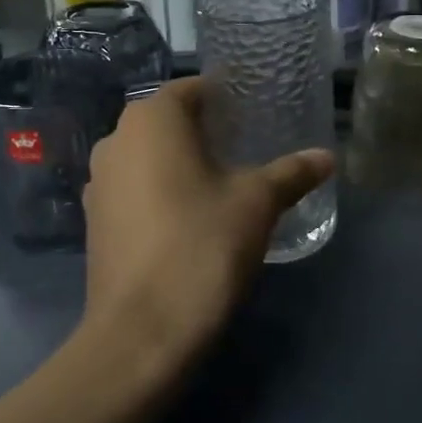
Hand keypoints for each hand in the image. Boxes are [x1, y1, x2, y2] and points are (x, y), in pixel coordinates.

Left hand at [82, 78, 333, 384]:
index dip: (226, 97)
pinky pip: (134, 188)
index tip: (256, 113)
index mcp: (150, 119)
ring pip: (148, 155)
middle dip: (205, 129)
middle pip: (167, 121)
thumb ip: (291, 173)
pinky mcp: (95, 221)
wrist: (142, 333)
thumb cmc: (202, 246)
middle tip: (247, 146)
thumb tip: (326, 157)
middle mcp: (115, 139)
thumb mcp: (257, 203)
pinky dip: (160, 191)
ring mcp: (98, 182)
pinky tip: (190, 216)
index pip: (192, 89)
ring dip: (181, 161)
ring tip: (223, 182)